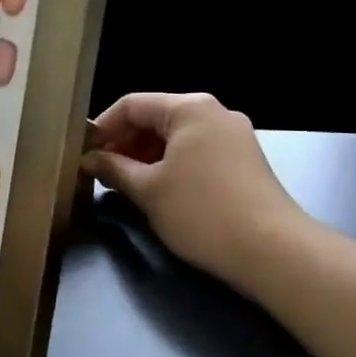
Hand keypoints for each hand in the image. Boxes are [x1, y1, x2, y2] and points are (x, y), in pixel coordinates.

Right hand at [81, 92, 310, 288]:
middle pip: (155, 118)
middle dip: (124, 143)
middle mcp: (215, 113)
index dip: (102, 127)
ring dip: (145, 157)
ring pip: (176, 137)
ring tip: (124, 184)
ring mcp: (234, 137)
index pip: (132, 104)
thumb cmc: (202, 212)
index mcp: (190, 108)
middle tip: (99, 171)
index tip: (82, 153)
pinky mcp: (244, 162)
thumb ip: (113, 168)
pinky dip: (170, 166)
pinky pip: (195, 152)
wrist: (273, 251)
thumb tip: (89, 159)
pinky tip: (157, 191)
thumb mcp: (147, 190)